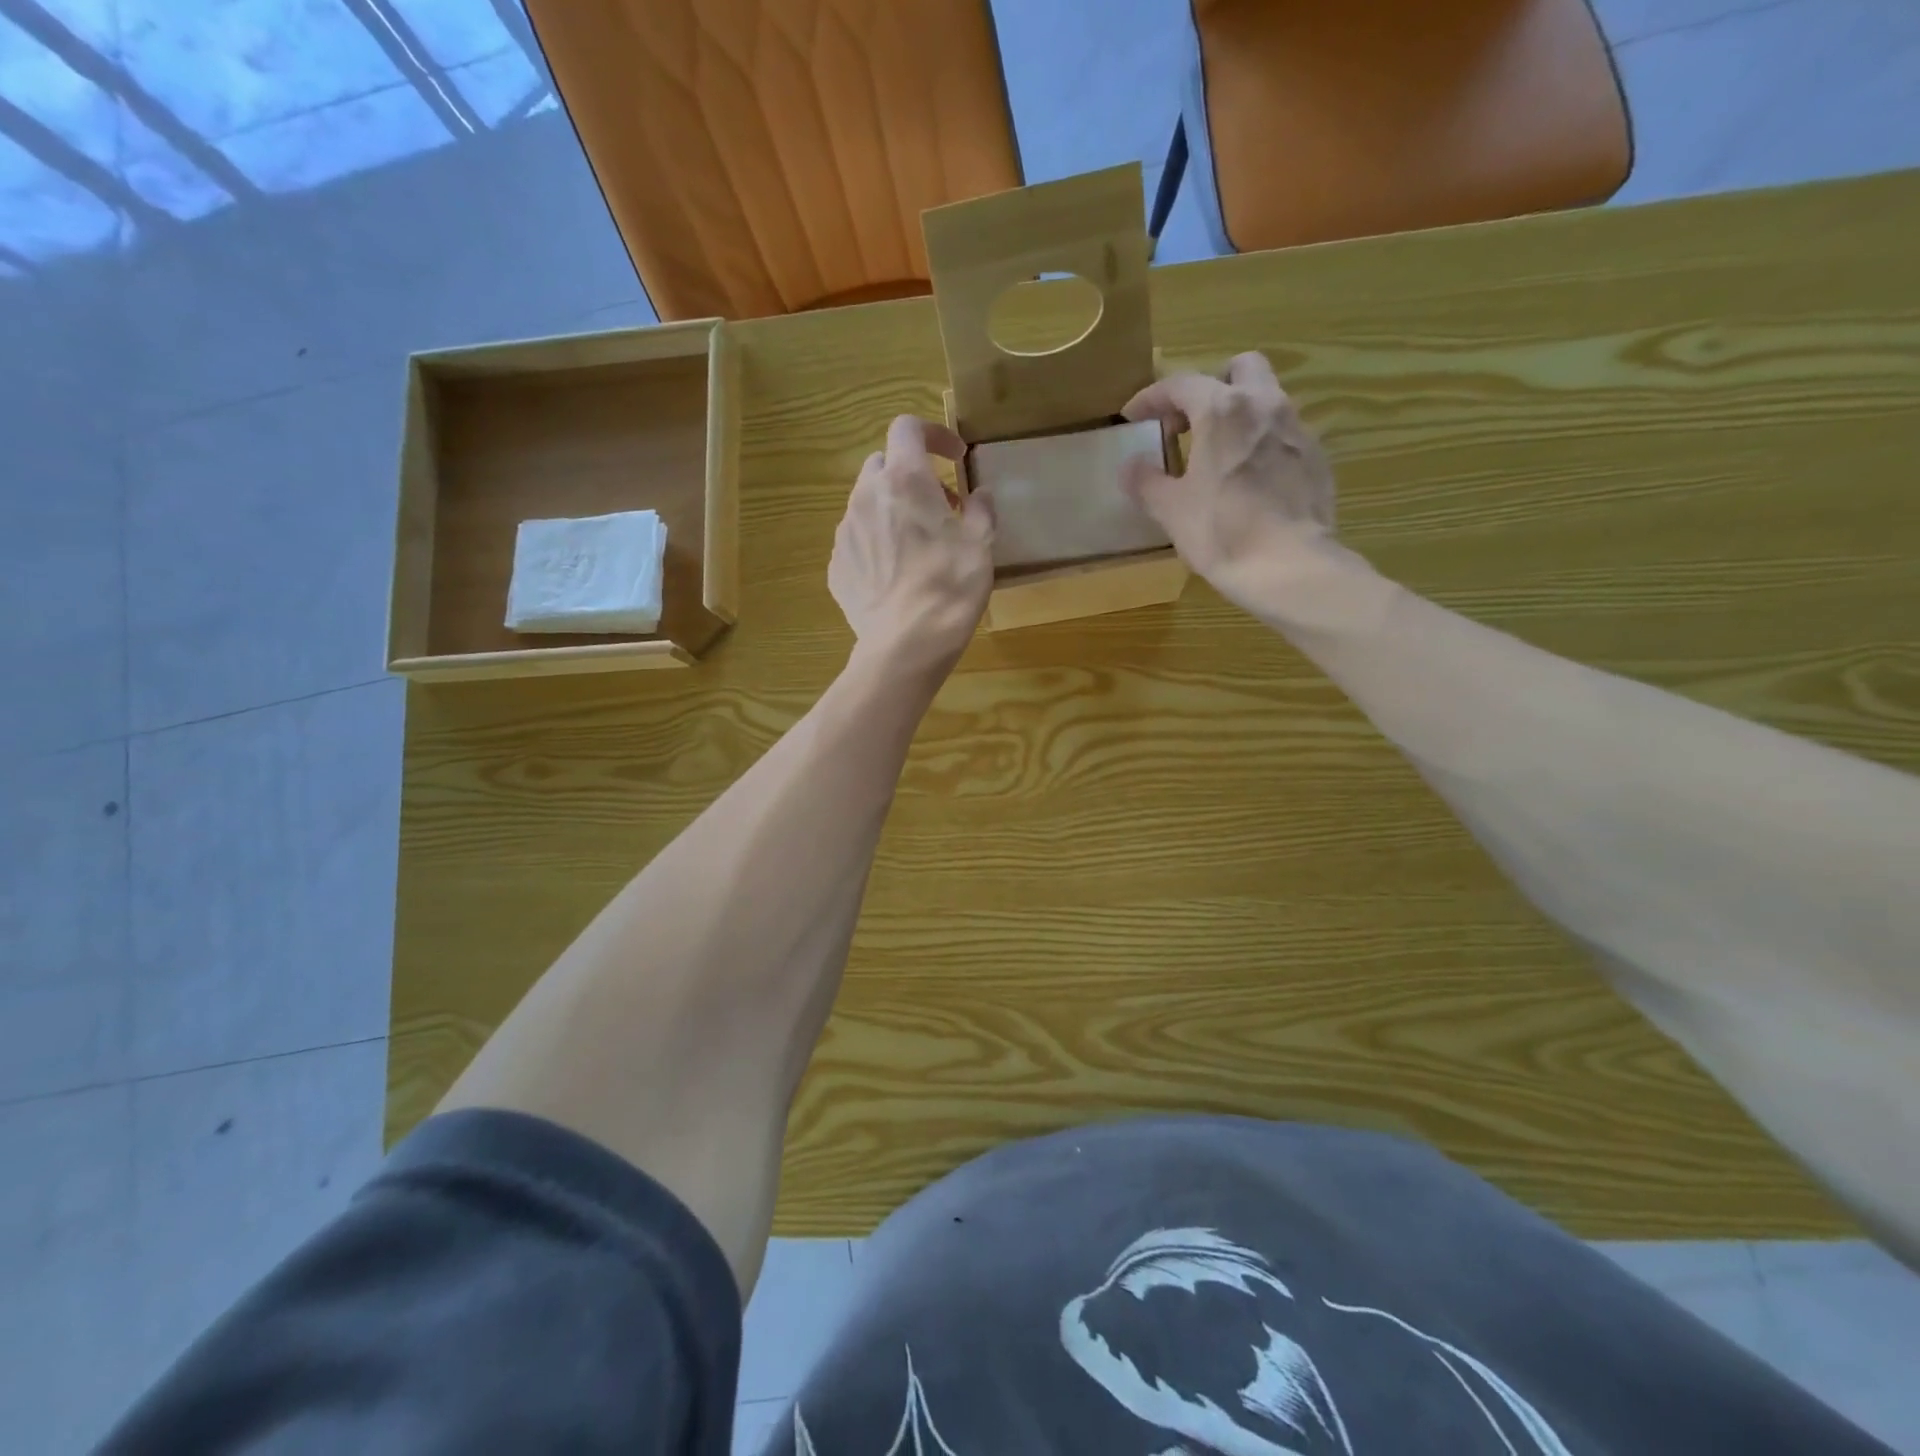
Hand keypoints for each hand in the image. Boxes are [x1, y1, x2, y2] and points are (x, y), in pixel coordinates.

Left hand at [830, 415, 995, 675]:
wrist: (906, 643)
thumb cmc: (950, 586)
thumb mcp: (981, 544)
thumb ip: (981, 510)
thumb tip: (979, 497)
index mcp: (905, 480)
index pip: (907, 428)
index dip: (932, 434)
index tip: (954, 457)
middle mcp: (866, 496)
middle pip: (883, 464)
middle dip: (909, 475)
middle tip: (938, 505)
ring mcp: (845, 532)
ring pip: (866, 503)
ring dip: (891, 510)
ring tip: (916, 544)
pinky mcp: (836, 565)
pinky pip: (856, 541)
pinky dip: (875, 544)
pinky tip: (895, 575)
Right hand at [1120, 352, 1337, 607]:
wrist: (1290, 567)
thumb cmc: (1222, 533)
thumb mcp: (1171, 510)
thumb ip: (1146, 481)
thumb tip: (1130, 467)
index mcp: (1223, 410)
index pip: (1180, 384)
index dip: (1151, 398)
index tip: (1133, 418)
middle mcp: (1265, 404)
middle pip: (1239, 368)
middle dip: (1211, 386)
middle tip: (1189, 423)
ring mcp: (1297, 429)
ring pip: (1267, 399)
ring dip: (1240, 415)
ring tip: (1219, 455)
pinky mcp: (1317, 457)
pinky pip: (1284, 434)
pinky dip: (1262, 444)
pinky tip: (1250, 481)